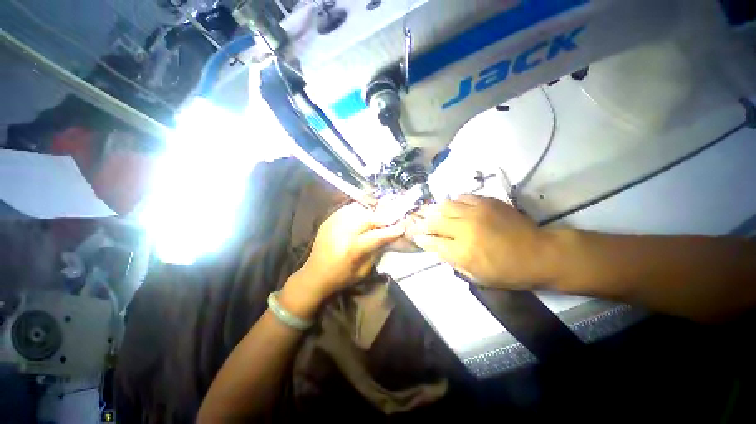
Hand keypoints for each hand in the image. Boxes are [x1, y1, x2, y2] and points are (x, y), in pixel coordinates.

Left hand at [281, 203, 404, 316]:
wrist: (314, 275)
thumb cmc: (341, 277)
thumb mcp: (363, 271)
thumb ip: (376, 252)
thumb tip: (386, 238)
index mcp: (352, 250)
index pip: (377, 236)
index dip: (391, 231)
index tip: (401, 227)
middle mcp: (343, 233)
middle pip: (367, 219)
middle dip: (382, 217)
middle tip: (390, 219)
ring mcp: (333, 224)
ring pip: (357, 210)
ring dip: (369, 213)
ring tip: (376, 217)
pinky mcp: (328, 221)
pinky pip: (346, 210)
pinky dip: (357, 211)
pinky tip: (360, 215)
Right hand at [406, 195, 552, 288]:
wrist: (540, 253)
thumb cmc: (508, 272)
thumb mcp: (477, 276)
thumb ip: (453, 262)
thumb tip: (438, 248)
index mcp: (463, 252)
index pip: (432, 242)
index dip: (421, 239)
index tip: (416, 237)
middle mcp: (465, 230)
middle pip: (433, 222)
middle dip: (422, 223)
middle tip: (418, 223)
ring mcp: (476, 213)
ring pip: (445, 206)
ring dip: (436, 211)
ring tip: (434, 213)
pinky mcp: (486, 202)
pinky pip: (462, 197)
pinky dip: (454, 202)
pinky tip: (455, 207)